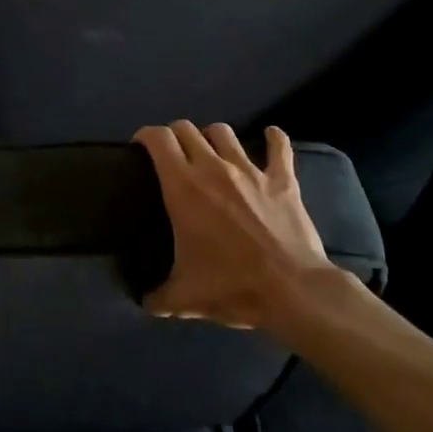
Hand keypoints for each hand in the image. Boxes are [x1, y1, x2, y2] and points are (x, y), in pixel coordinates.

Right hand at [133, 120, 336, 330]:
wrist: (292, 291)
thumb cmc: (232, 287)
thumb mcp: (184, 298)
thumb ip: (158, 297)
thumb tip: (144, 302)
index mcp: (183, 186)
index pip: (158, 138)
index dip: (145, 135)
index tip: (140, 147)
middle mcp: (212, 167)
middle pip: (186, 129)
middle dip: (174, 136)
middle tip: (172, 155)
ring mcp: (250, 170)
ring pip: (224, 133)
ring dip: (212, 137)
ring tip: (211, 151)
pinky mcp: (282, 180)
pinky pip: (279, 147)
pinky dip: (274, 139)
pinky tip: (271, 137)